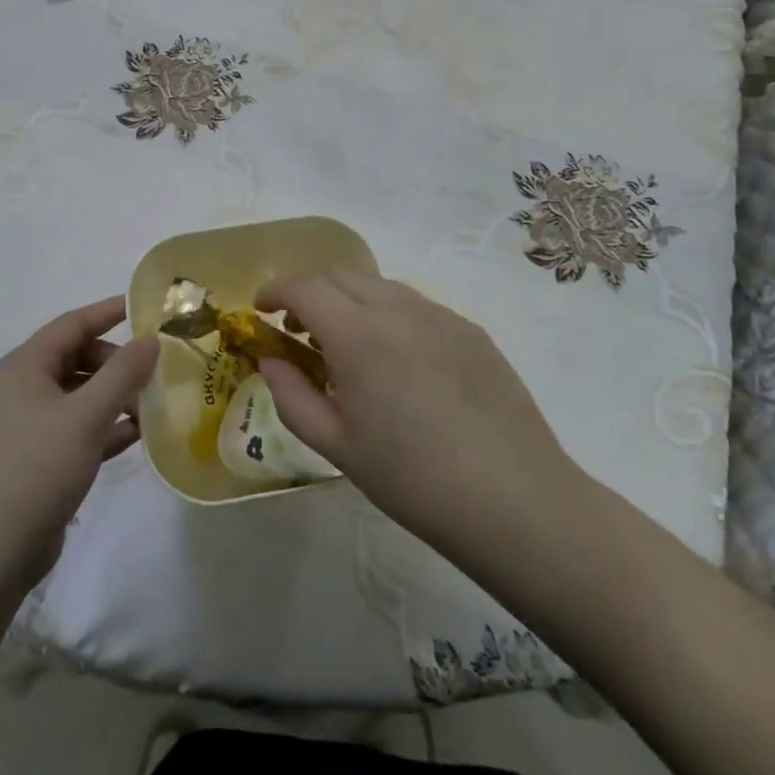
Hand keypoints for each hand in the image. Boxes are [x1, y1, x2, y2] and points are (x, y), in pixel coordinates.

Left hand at [0, 298, 156, 590]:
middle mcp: (20, 388)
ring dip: (113, 397)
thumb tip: (150, 339)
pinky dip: (102, 428)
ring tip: (152, 407)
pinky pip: (73, 430)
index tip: (149, 308)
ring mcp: (23, 426)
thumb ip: (123, 373)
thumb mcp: (87, 415)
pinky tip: (134, 437)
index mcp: (24, 366)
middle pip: (76, 358)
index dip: (110, 311)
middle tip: (154, 375)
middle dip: (116, 363)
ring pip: (77, 396)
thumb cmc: (34, 469)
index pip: (73, 323)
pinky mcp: (31, 461)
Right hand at [254, 270, 584, 562]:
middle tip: (296, 328)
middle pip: (340, 275)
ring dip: (349, 300)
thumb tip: (270, 361)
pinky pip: (415, 306)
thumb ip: (292, 395)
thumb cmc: (412, 479)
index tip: (261, 309)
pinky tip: (396, 361)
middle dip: (309, 291)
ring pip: (379, 286)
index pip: (305, 287)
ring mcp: (440, 315)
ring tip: (345, 345)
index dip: (275, 290)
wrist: (514, 499)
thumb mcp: (337, 445)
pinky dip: (387, 314)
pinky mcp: (470, 329)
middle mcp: (399, 308)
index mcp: (359, 334)